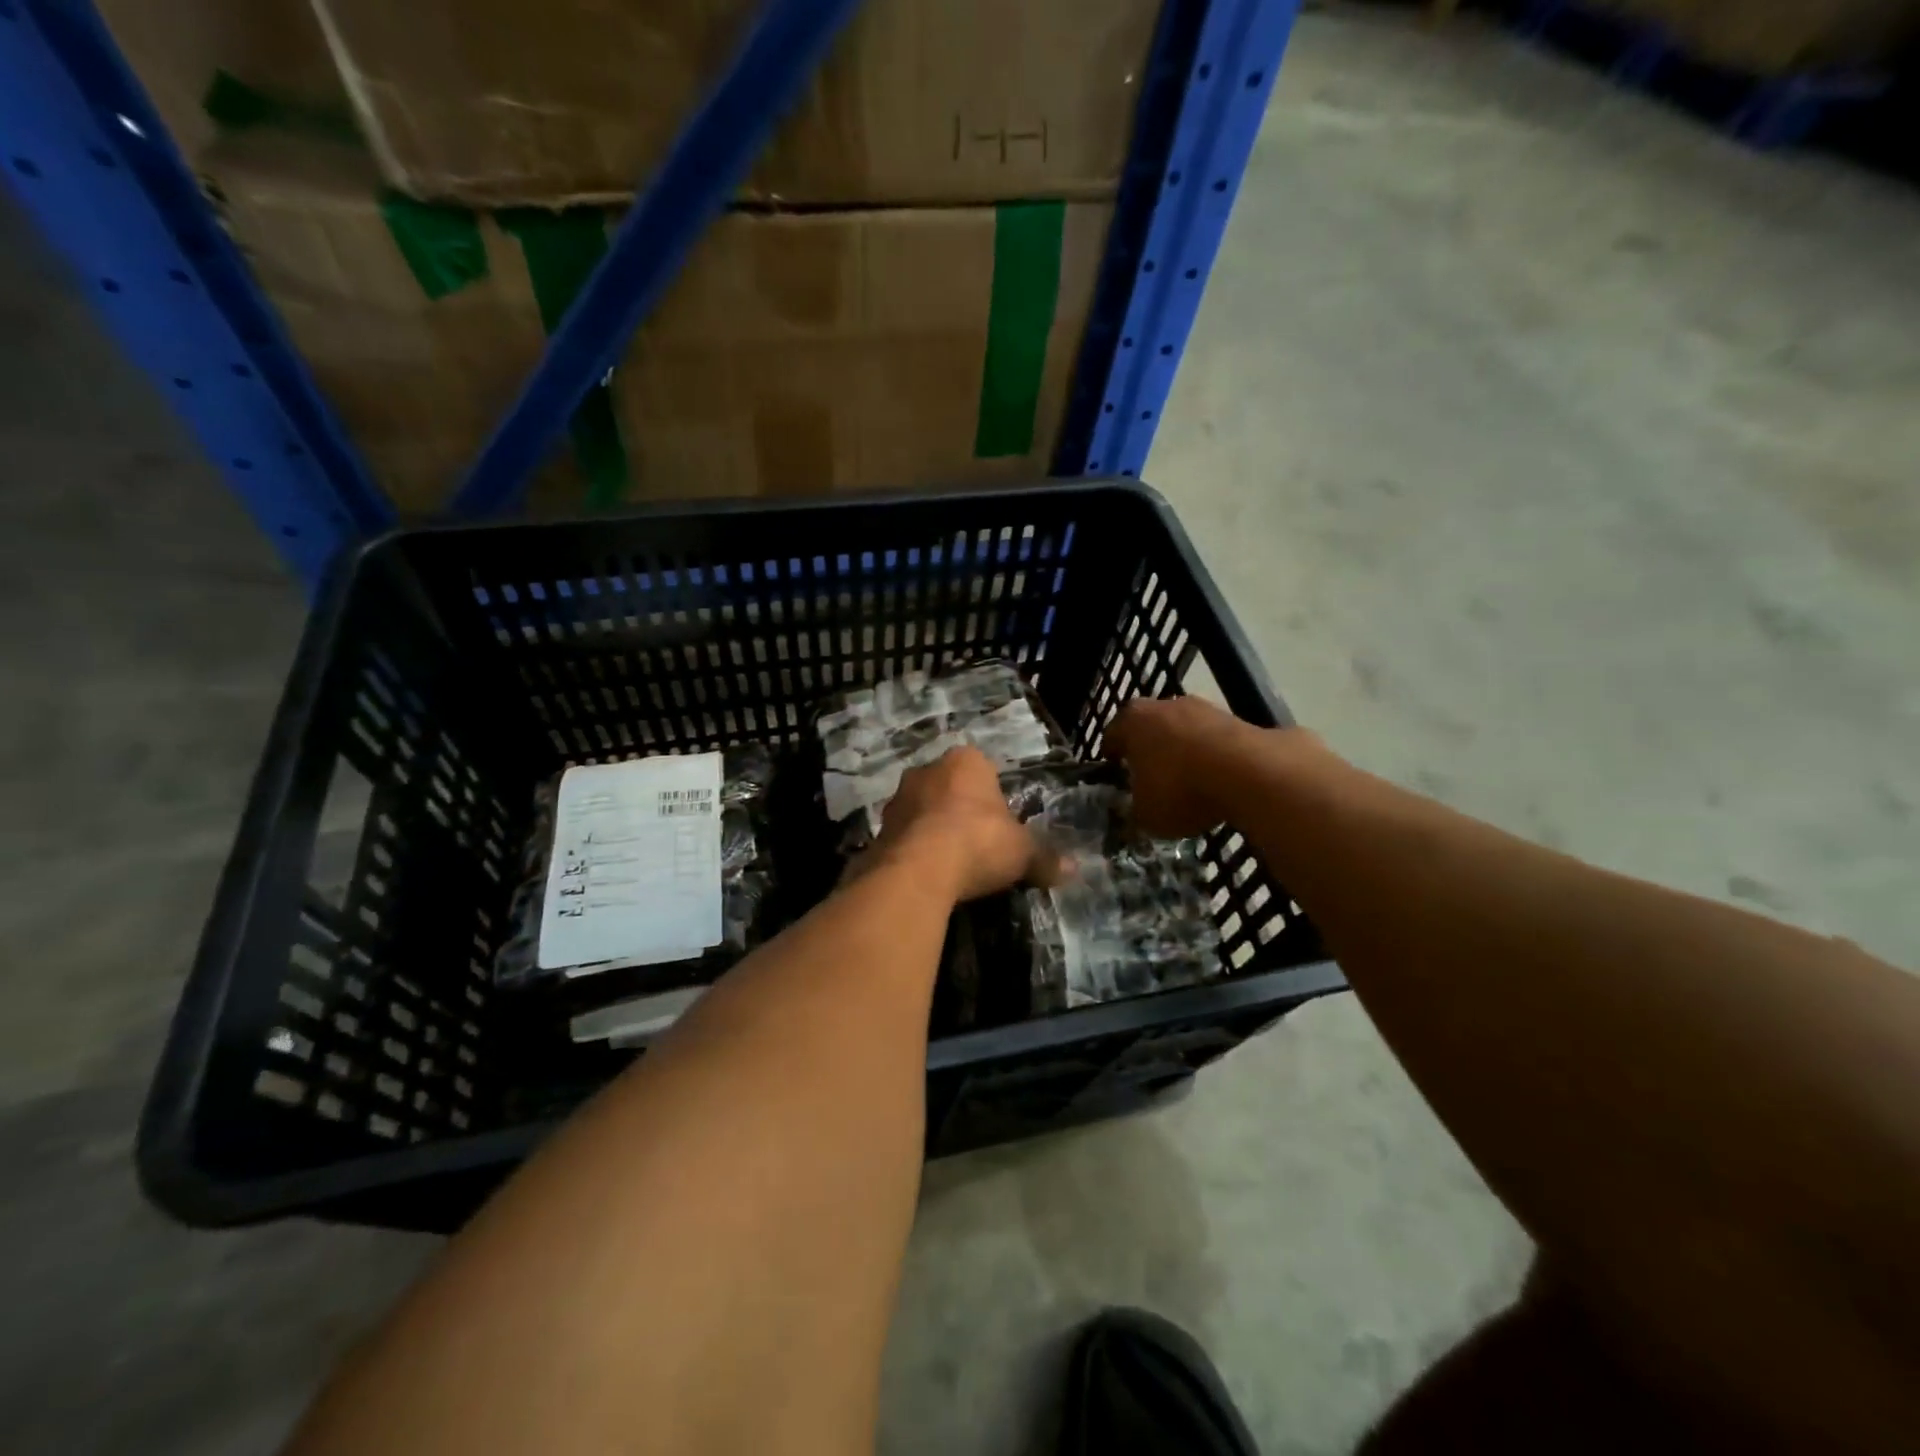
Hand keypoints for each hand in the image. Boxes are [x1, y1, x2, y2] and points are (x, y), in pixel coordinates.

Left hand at [871, 746, 1038, 902]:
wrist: (917, 870)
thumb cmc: (978, 843)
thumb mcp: (1023, 853)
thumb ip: (1045, 858)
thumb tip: (1073, 868)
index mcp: (966, 761)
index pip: (984, 770)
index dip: (994, 799)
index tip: (1000, 827)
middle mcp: (927, 770)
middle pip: (950, 788)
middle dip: (961, 811)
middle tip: (977, 845)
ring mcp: (898, 798)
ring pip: (923, 810)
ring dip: (933, 830)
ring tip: (950, 864)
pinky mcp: (877, 828)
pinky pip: (904, 836)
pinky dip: (914, 851)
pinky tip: (926, 875)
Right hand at [1105, 696, 1315, 838]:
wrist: (1249, 772)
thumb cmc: (1180, 789)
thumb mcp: (1146, 815)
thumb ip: (1134, 812)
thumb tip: (1134, 813)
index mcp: (1132, 721)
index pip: (1111, 736)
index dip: (1111, 756)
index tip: (1114, 773)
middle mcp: (1164, 705)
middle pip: (1149, 727)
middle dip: (1148, 750)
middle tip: (1148, 777)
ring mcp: (1203, 708)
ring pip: (1183, 731)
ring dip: (1182, 751)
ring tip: (1187, 782)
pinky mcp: (1236, 718)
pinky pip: (1213, 740)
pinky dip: (1211, 757)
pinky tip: (1216, 781)